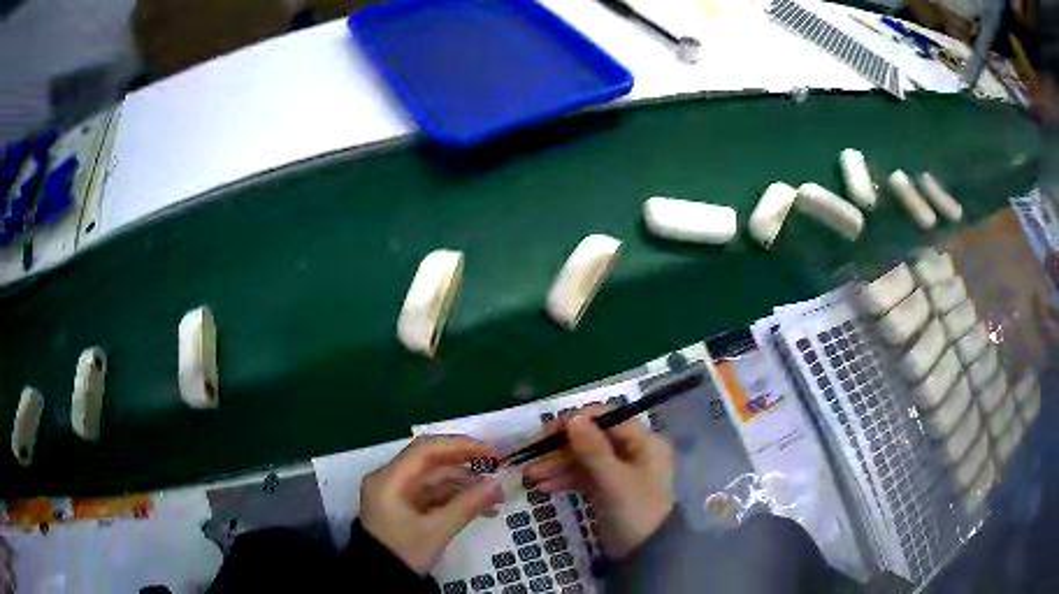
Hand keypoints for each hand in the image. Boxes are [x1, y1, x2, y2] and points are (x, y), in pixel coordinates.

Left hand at [360, 436, 503, 573]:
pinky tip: (481, 508)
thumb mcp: (436, 531)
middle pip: (431, 463)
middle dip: (465, 468)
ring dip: (465, 487)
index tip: (489, 451)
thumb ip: (467, 506)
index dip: (459, 446)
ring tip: (496, 499)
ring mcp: (397, 495)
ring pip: (435, 481)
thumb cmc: (404, 553)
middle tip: (497, 471)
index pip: (425, 450)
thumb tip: (498, 485)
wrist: (382, 581)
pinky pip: (433, 496)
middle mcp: (390, 480)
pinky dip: (456, 500)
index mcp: (389, 480)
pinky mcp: (405, 508)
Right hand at [524, 408, 674, 559]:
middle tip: (531, 455)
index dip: (578, 421)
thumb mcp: (614, 481)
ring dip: (557, 464)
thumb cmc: (635, 512)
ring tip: (531, 476)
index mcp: (644, 442)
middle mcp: (633, 450)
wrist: (644, 554)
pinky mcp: (607, 486)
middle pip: (592, 438)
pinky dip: (565, 478)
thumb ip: (594, 449)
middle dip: (561, 447)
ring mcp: (619, 469)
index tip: (549, 431)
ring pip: (584, 457)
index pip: (608, 418)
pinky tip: (544, 487)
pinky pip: (583, 475)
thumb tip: (573, 418)